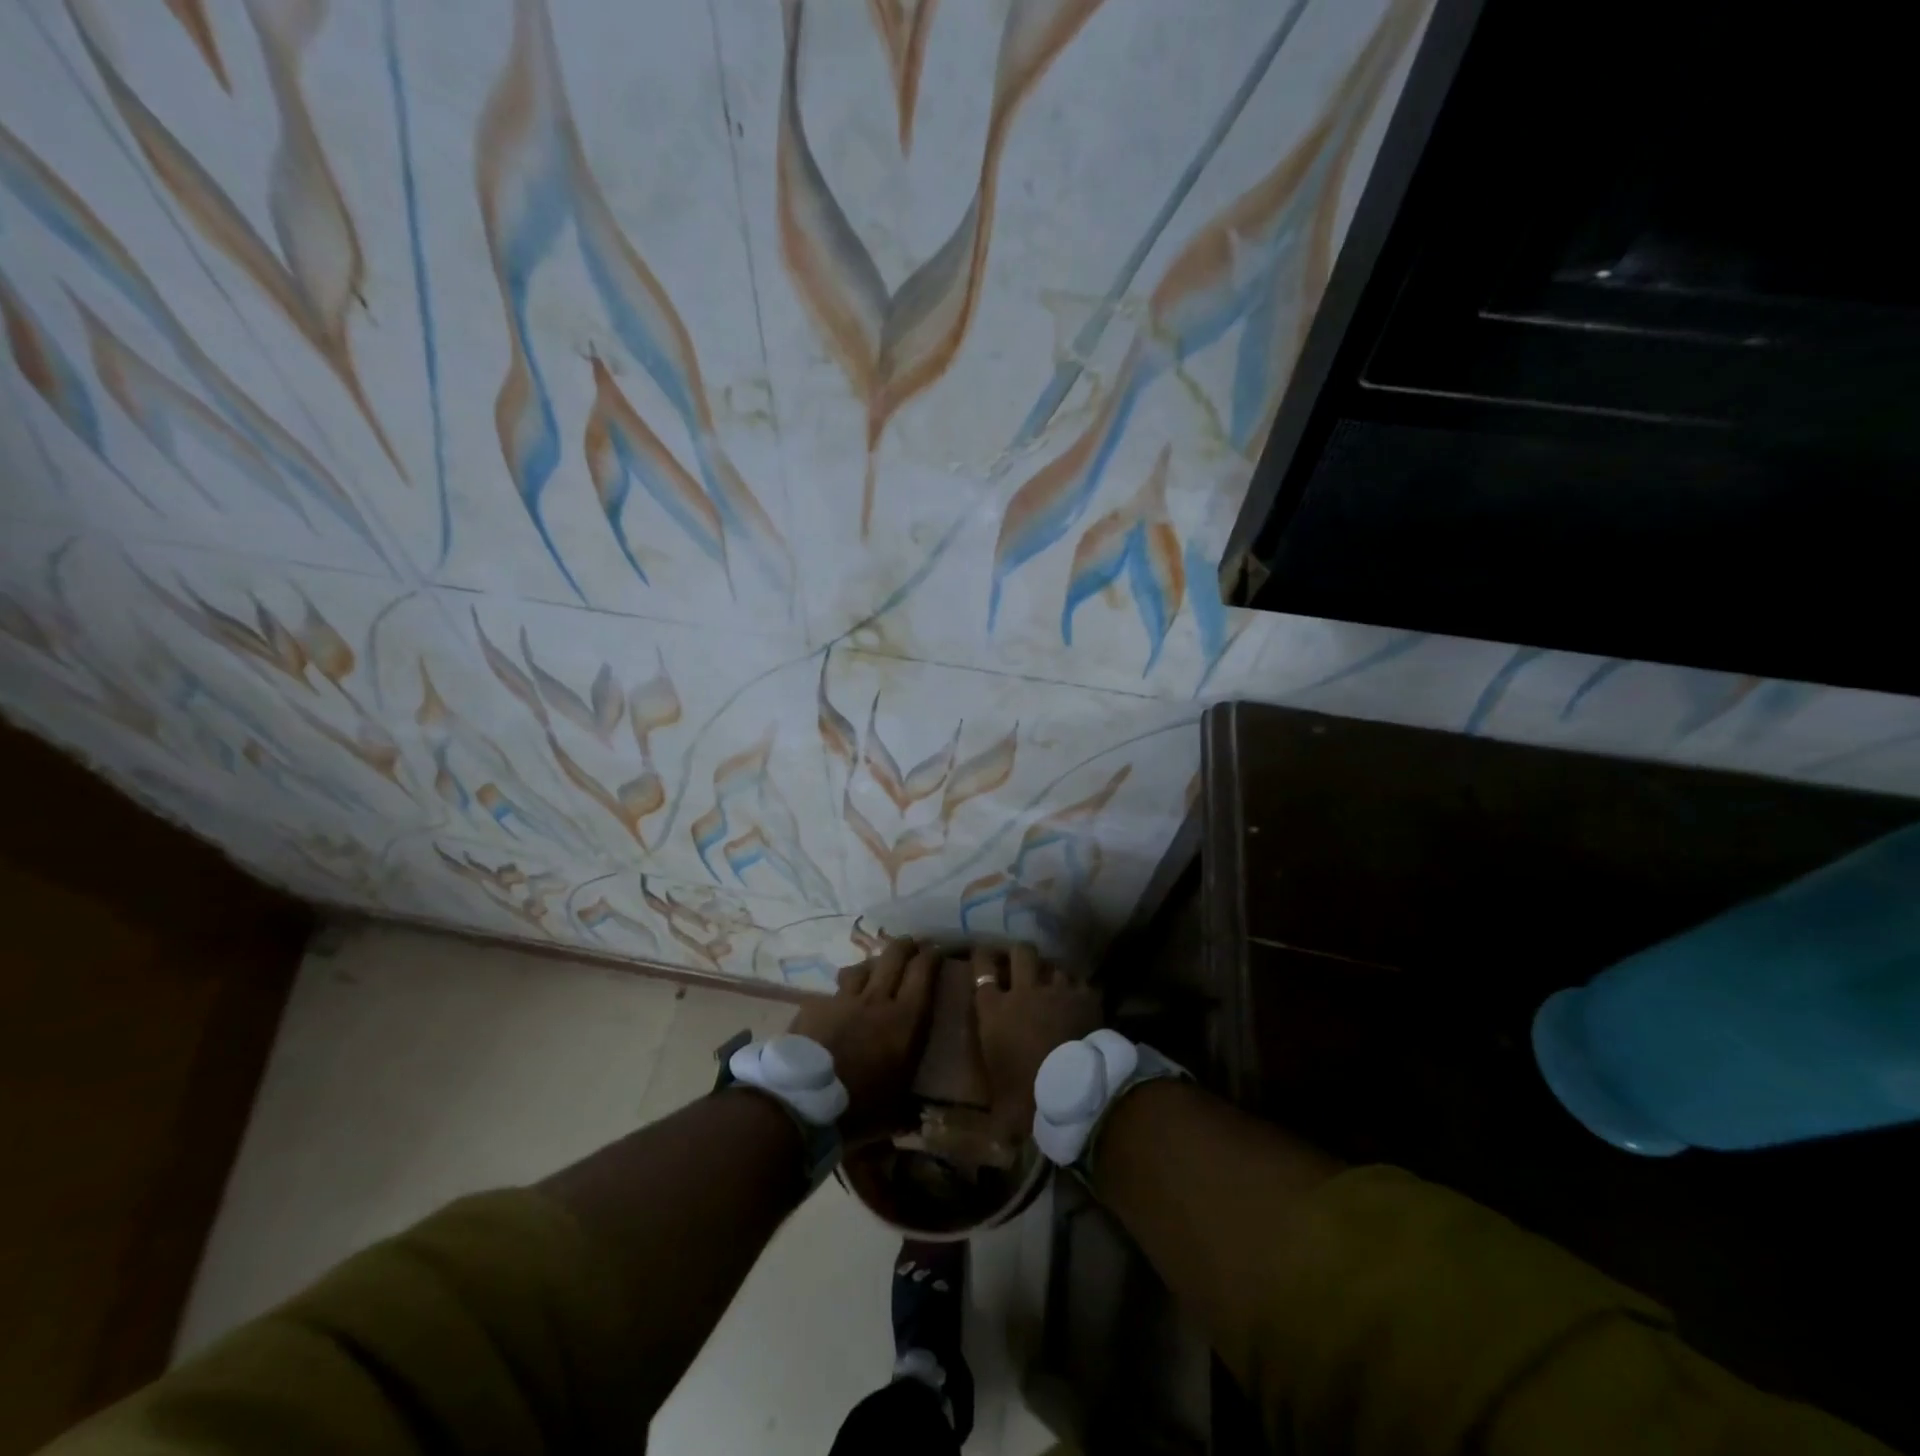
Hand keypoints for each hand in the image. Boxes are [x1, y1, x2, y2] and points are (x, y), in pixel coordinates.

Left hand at [789, 939, 936, 1139]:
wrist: (801, 1102)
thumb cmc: (858, 1109)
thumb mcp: (893, 1115)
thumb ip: (908, 1110)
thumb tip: (916, 1118)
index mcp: (904, 1021)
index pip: (923, 973)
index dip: (932, 956)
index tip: (937, 950)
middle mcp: (877, 1000)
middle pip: (894, 956)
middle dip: (906, 945)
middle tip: (912, 944)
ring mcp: (843, 1000)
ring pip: (862, 967)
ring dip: (872, 965)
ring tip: (874, 969)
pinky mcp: (815, 1006)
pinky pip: (833, 991)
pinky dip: (841, 992)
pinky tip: (839, 1002)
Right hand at [974, 943, 1101, 1138]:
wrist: (1076, 1090)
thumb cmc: (1028, 1097)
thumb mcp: (999, 1108)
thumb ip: (986, 1110)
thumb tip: (972, 1137)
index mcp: (993, 1011)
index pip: (981, 970)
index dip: (981, 957)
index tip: (982, 954)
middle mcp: (1023, 991)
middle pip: (1020, 953)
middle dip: (1020, 955)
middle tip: (1021, 964)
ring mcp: (1057, 990)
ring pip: (1053, 966)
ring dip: (1052, 974)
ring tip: (1054, 986)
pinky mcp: (1085, 996)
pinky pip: (1080, 982)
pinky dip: (1078, 990)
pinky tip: (1080, 1000)